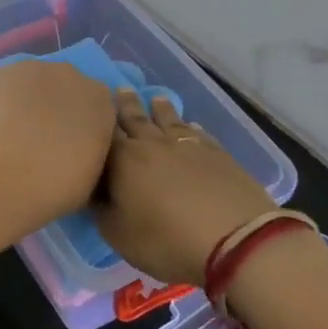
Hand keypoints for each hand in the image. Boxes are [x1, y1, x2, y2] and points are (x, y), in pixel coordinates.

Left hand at [0, 61, 116, 225]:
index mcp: (101, 101)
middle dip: (51, 107)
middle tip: (35, 139)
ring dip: (22, 101)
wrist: (11, 172)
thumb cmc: (60, 185)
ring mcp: (33, 69)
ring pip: (29, 83)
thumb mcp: (91, 176)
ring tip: (7, 134)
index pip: (93, 106)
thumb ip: (88, 151)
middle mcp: (71, 75)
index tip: (65, 146)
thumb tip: (74, 150)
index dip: (77, 125)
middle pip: (62, 87)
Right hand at [97, 88, 279, 288]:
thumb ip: (102, 211)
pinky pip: (199, 134)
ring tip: (156, 98)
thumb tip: (95, 192)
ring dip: (160, 109)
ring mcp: (187, 147)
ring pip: (169, 121)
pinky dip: (191, 127)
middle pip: (136, 119)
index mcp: (123, 160)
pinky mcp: (217, 155)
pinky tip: (191, 124)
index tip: (92, 107)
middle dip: (126, 105)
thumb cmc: (166, 240)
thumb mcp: (119, 235)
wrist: (235, 240)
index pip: (105, 134)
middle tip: (121, 88)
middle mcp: (152, 145)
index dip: (98, 121)